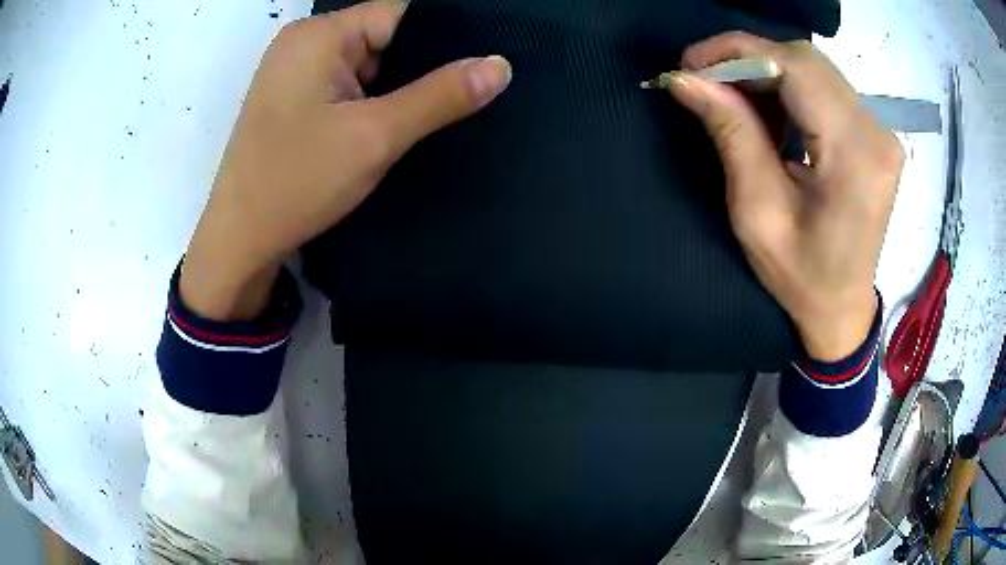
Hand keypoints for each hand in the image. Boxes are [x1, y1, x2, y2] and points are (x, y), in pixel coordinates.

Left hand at [180, 0, 511, 320]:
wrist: (240, 242)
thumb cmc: (297, 182)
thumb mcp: (375, 136)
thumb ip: (440, 96)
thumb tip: (500, 65)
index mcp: (317, 35)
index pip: (398, 16)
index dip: (440, 39)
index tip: (479, 68)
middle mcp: (304, 44)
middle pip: (382, 39)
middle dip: (419, 69)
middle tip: (463, 99)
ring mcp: (296, 73)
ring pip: (367, 67)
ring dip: (396, 91)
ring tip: (430, 117)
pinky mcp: (295, 101)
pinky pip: (348, 89)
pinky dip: (373, 104)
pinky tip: (393, 127)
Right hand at [668, 33, 902, 360]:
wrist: (843, 308)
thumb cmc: (802, 277)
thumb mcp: (758, 212)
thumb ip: (730, 134)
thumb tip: (686, 80)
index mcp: (855, 153)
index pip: (795, 67)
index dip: (738, 52)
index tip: (690, 65)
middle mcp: (875, 131)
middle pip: (805, 60)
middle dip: (747, 60)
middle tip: (705, 80)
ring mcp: (879, 130)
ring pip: (812, 69)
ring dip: (765, 74)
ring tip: (732, 99)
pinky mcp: (873, 134)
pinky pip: (824, 88)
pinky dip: (787, 89)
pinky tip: (767, 113)